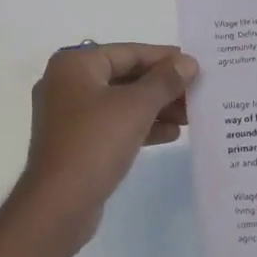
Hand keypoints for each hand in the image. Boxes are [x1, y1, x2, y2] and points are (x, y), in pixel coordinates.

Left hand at [14, 43, 196, 250]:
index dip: (164, 58)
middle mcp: (68, 84)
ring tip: (191, 115)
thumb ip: (164, 81)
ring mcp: (70, 116)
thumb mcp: (135, 107)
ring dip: (156, 107)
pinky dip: (141, 126)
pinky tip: (172, 134)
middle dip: (162, 86)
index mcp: (74, 65)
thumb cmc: (95, 143)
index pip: (127, 52)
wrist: (58, 205)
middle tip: (197, 92)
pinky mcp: (76, 143)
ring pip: (121, 102)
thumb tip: (188, 62)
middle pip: (124, 76)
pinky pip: (114, 125)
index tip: (195, 64)